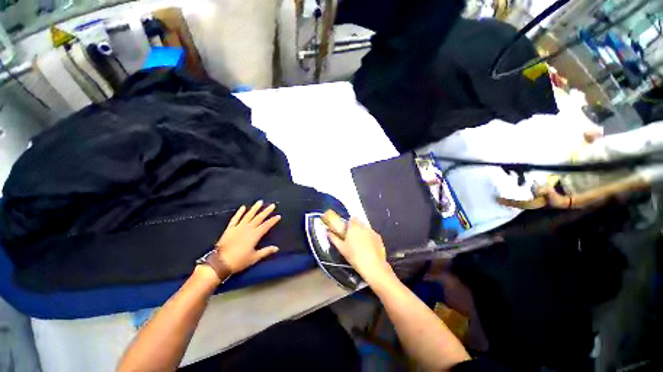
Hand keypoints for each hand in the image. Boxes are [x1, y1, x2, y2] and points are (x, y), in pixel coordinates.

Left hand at [215, 201, 280, 273]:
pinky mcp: (230, 228)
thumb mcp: (254, 257)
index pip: (266, 225)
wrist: (220, 263)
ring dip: (255, 208)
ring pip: (248, 215)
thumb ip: (266, 251)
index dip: (273, 220)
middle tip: (272, 205)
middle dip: (266, 211)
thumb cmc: (239, 261)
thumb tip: (276, 248)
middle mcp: (248, 228)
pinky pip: (235, 218)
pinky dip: (239, 212)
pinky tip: (243, 207)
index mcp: (255, 235)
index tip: (278, 216)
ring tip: (260, 202)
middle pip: (259, 218)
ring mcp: (238, 227)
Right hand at [328, 218, 393, 283]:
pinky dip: (370, 238)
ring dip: (363, 233)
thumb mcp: (341, 248)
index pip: (352, 219)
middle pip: (360, 223)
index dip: (350, 223)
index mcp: (354, 227)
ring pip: (366, 229)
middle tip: (353, 238)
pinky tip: (369, 248)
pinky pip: (372, 235)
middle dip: (356, 228)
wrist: (372, 265)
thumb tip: (328, 232)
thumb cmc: (354, 256)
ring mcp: (373, 232)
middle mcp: (364, 226)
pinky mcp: (379, 238)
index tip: (347, 230)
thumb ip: (334, 238)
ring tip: (361, 244)